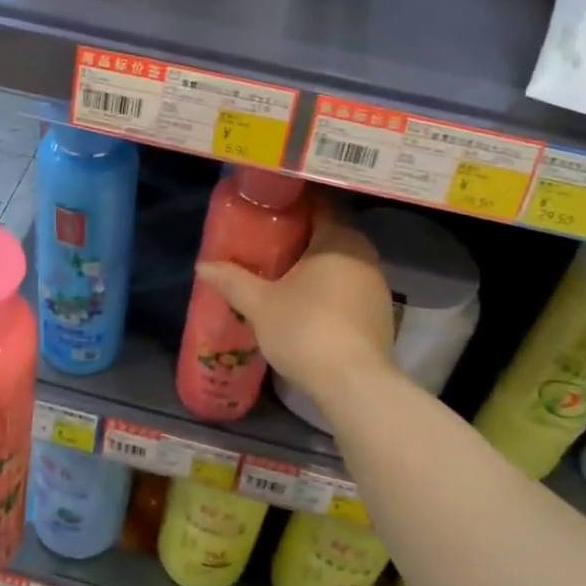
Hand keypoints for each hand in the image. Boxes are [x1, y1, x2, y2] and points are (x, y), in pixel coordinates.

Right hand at [197, 195, 397, 412]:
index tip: (270, 206)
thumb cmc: (305, 329)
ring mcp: (378, 283)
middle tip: (271, 238)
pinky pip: (352, 286)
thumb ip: (233, 281)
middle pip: (333, 231)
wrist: (353, 383)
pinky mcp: (382, 312)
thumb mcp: (260, 304)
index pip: (320, 204)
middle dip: (304, 233)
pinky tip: (311, 302)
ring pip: (344, 260)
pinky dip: (333, 286)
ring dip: (320, 262)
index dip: (294, 202)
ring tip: (287, 271)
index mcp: (339, 238)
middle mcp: (365, 253)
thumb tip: (203, 266)